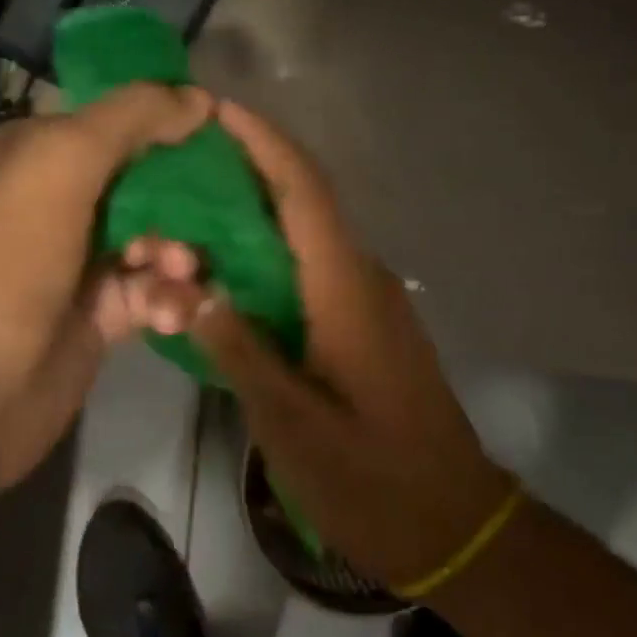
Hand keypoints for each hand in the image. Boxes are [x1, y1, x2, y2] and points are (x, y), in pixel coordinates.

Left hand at [0, 84, 213, 487]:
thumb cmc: (5, 260)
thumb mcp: (60, 163)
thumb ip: (131, 118)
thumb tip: (199, 97)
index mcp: (29, 152)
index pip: (111, 118)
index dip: (165, 119)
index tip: (218, 128)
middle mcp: (51, 199)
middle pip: (141, 177)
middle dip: (181, 196)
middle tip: (210, 213)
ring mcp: (76, 258)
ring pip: (155, 235)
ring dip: (178, 250)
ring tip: (178, 271)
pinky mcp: (100, 312)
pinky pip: (153, 288)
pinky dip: (168, 296)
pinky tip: (170, 313)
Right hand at [187, 101, 515, 590]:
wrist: (456, 527)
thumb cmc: (374, 478)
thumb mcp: (292, 424)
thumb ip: (238, 350)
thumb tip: (188, 289)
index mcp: (344, 287)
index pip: (304, 190)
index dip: (263, 142)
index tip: (218, 109)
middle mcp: (359, 276)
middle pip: (301, 200)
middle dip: (246, 168)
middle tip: (180, 159)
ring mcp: (365, 299)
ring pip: (303, 234)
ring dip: (252, 212)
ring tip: (188, 208)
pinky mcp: (362, 323)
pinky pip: (307, 266)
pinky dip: (265, 252)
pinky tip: (224, 271)